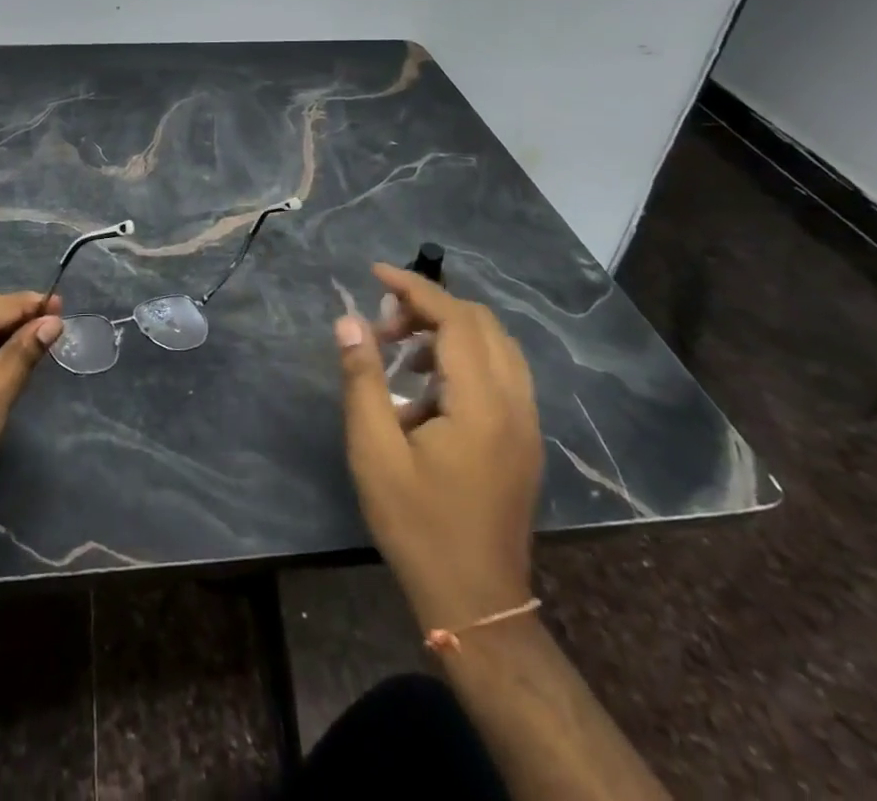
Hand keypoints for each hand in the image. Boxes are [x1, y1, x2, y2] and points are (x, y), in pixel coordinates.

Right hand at [335, 263, 543, 629]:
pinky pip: (500, 372)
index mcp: (482, 403)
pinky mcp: (524, 439)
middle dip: (429, 308)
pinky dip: (464, 357)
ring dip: (448, 331)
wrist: (477, 603)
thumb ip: (363, 379)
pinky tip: (427, 387)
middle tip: (382, 325)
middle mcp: (515, 402)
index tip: (374, 272)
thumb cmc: (418, 526)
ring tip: (399, 352)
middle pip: (480, 323)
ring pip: (495, 345)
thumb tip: (350, 321)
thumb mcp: (375, 451)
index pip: (454, 317)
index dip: (413, 287)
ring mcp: (526, 422)